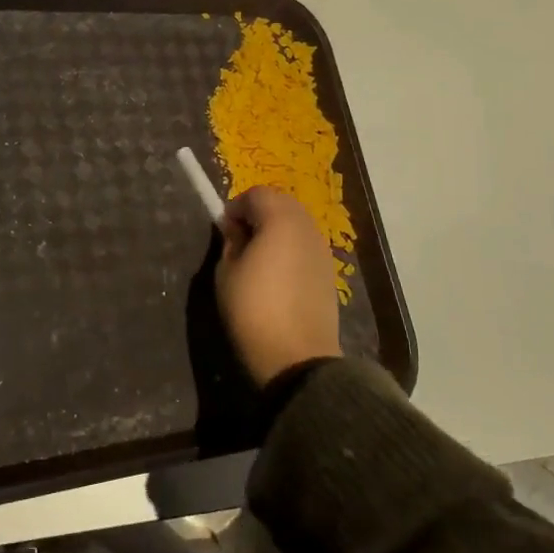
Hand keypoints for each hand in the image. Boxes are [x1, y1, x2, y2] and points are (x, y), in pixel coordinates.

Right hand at [214, 186, 340, 386]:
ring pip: (296, 224)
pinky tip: (277, 275)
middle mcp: (307, 227)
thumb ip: (231, 241)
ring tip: (257, 258)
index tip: (224, 229)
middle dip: (258, 213)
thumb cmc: (253, 309)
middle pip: (281, 204)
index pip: (257, 194)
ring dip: (275, 230)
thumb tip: (236, 228)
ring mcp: (322, 250)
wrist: (297, 358)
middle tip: (239, 239)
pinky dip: (290, 249)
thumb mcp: (227, 272)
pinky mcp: (329, 273)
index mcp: (280, 220)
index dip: (236, 206)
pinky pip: (305, 246)